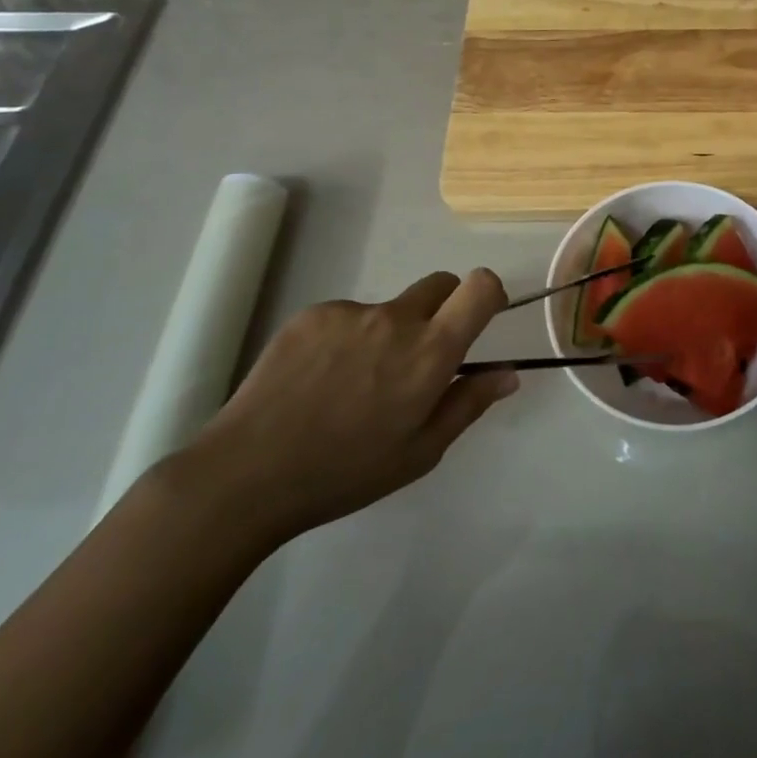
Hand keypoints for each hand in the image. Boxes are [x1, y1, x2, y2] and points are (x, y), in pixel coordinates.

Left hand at [179, 269, 518, 552]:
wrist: (248, 473)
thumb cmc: (345, 472)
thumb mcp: (420, 452)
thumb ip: (468, 404)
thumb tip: (508, 373)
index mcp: (429, 351)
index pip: (479, 287)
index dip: (488, 293)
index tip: (480, 318)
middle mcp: (395, 318)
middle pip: (439, 285)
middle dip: (441, 310)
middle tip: (415, 360)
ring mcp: (350, 311)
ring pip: (388, 308)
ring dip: (386, 334)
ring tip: (350, 386)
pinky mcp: (312, 314)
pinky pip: (346, 316)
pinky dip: (345, 339)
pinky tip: (318, 382)